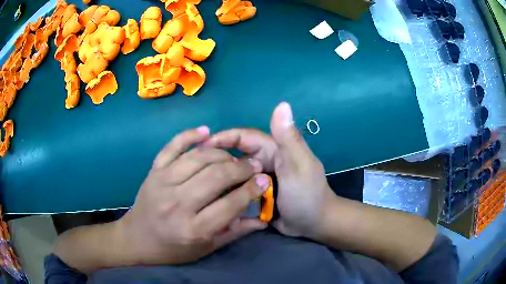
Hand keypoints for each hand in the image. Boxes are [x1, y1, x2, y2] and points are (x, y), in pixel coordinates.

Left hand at [118, 126, 270, 265]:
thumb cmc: (173, 249)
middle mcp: (177, 203)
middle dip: (241, 168)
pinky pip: (172, 147)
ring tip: (235, 157)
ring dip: (222, 153)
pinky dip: (189, 135)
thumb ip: (234, 232)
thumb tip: (262, 220)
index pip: (230, 204)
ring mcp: (162, 183)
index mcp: (193, 229)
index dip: (252, 190)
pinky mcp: (153, 171)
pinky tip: (206, 131)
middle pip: (216, 177)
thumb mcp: (206, 248)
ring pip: (198, 158)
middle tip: (254, 165)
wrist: (137, 239)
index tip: (264, 180)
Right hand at [205, 102, 336, 238]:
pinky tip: (211, 199)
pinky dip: (226, 192)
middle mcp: (262, 161)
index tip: (200, 147)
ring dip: (219, 178)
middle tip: (195, 172)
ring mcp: (257, 179)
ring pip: (232, 174)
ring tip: (198, 186)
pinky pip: (237, 189)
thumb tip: (282, 104)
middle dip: (216, 160)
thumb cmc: (308, 194)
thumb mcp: (299, 166)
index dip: (222, 138)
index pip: (243, 137)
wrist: (314, 224)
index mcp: (272, 149)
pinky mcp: (255, 195)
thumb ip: (289, 138)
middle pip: (233, 155)